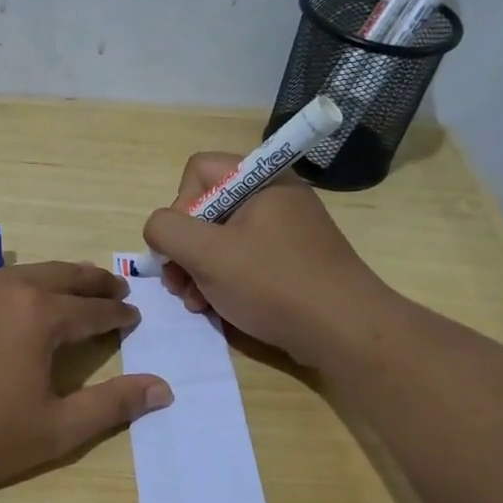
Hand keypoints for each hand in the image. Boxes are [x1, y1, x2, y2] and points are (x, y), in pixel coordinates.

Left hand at [0, 261, 172, 500]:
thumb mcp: (55, 429)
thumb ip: (112, 406)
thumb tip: (164, 388)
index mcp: (40, 315)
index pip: (92, 309)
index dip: (117, 315)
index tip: (133, 317)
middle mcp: (6, 289)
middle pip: (62, 276)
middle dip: (93, 282)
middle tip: (114, 288)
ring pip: (24, 273)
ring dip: (55, 279)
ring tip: (70, 289)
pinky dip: (16, 286)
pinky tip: (11, 304)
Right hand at [141, 153, 389, 369]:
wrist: (345, 331)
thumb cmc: (273, 284)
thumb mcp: (208, 254)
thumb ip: (167, 230)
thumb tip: (158, 229)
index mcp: (261, 179)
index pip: (198, 171)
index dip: (180, 207)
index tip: (183, 246)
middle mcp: (274, 196)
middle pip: (206, 208)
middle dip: (185, 249)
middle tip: (179, 285)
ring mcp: (285, 230)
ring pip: (221, 239)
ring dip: (198, 272)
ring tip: (196, 304)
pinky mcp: (291, 261)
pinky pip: (244, 260)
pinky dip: (224, 282)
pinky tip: (217, 309)